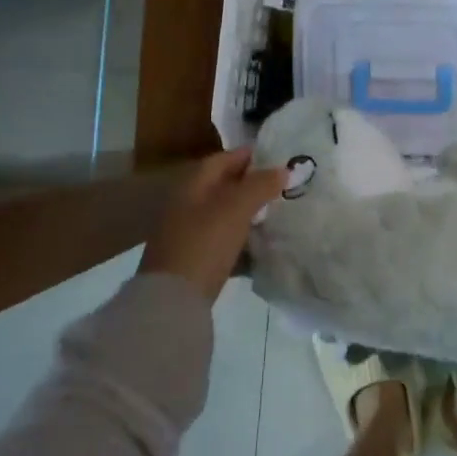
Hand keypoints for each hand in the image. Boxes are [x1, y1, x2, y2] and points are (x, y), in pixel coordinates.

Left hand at [139, 148, 286, 303]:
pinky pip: (224, 241)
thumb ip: (260, 185)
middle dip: (252, 184)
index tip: (278, 157)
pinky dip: (243, 239)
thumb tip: (283, 169)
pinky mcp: (195, 260)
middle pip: (223, 187)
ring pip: (225, 215)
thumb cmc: (204, 243)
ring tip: (279, 213)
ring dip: (249, 212)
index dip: (249, 156)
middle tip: (283, 186)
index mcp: (193, 186)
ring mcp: (189, 234)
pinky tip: (262, 245)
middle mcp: (188, 205)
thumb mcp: (235, 209)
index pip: (222, 159)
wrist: (172, 300)